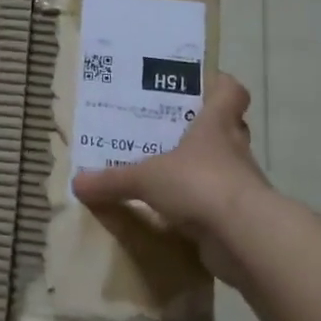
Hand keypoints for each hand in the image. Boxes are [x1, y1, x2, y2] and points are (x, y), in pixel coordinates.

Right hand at [70, 72, 267, 284]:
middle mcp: (233, 148)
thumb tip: (77, 182)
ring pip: (222, 167)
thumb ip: (112, 180)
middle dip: (200, 128)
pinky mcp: (239, 215)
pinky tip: (172, 212)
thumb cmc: (199, 183)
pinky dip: (198, 205)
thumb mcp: (145, 178)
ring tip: (164, 172)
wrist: (244, 236)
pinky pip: (216, 203)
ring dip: (199, 169)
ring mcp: (240, 184)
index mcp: (217, 124)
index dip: (217, 84)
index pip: (230, 91)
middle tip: (167, 130)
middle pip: (226, 128)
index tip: (197, 85)